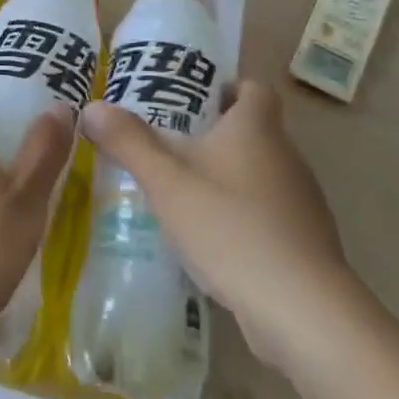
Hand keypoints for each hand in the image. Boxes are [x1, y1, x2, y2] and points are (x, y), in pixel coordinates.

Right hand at [80, 79, 355, 371]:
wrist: (302, 310)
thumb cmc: (231, 227)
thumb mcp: (167, 182)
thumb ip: (129, 142)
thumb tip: (92, 107)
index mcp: (257, 128)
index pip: (253, 88)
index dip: (227, 87)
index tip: (193, 101)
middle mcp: (286, 155)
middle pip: (254, 131)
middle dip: (215, 136)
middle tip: (170, 147)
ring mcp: (302, 201)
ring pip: (260, 174)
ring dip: (228, 179)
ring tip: (184, 195)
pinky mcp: (306, 243)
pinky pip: (269, 214)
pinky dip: (244, 218)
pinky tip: (214, 242)